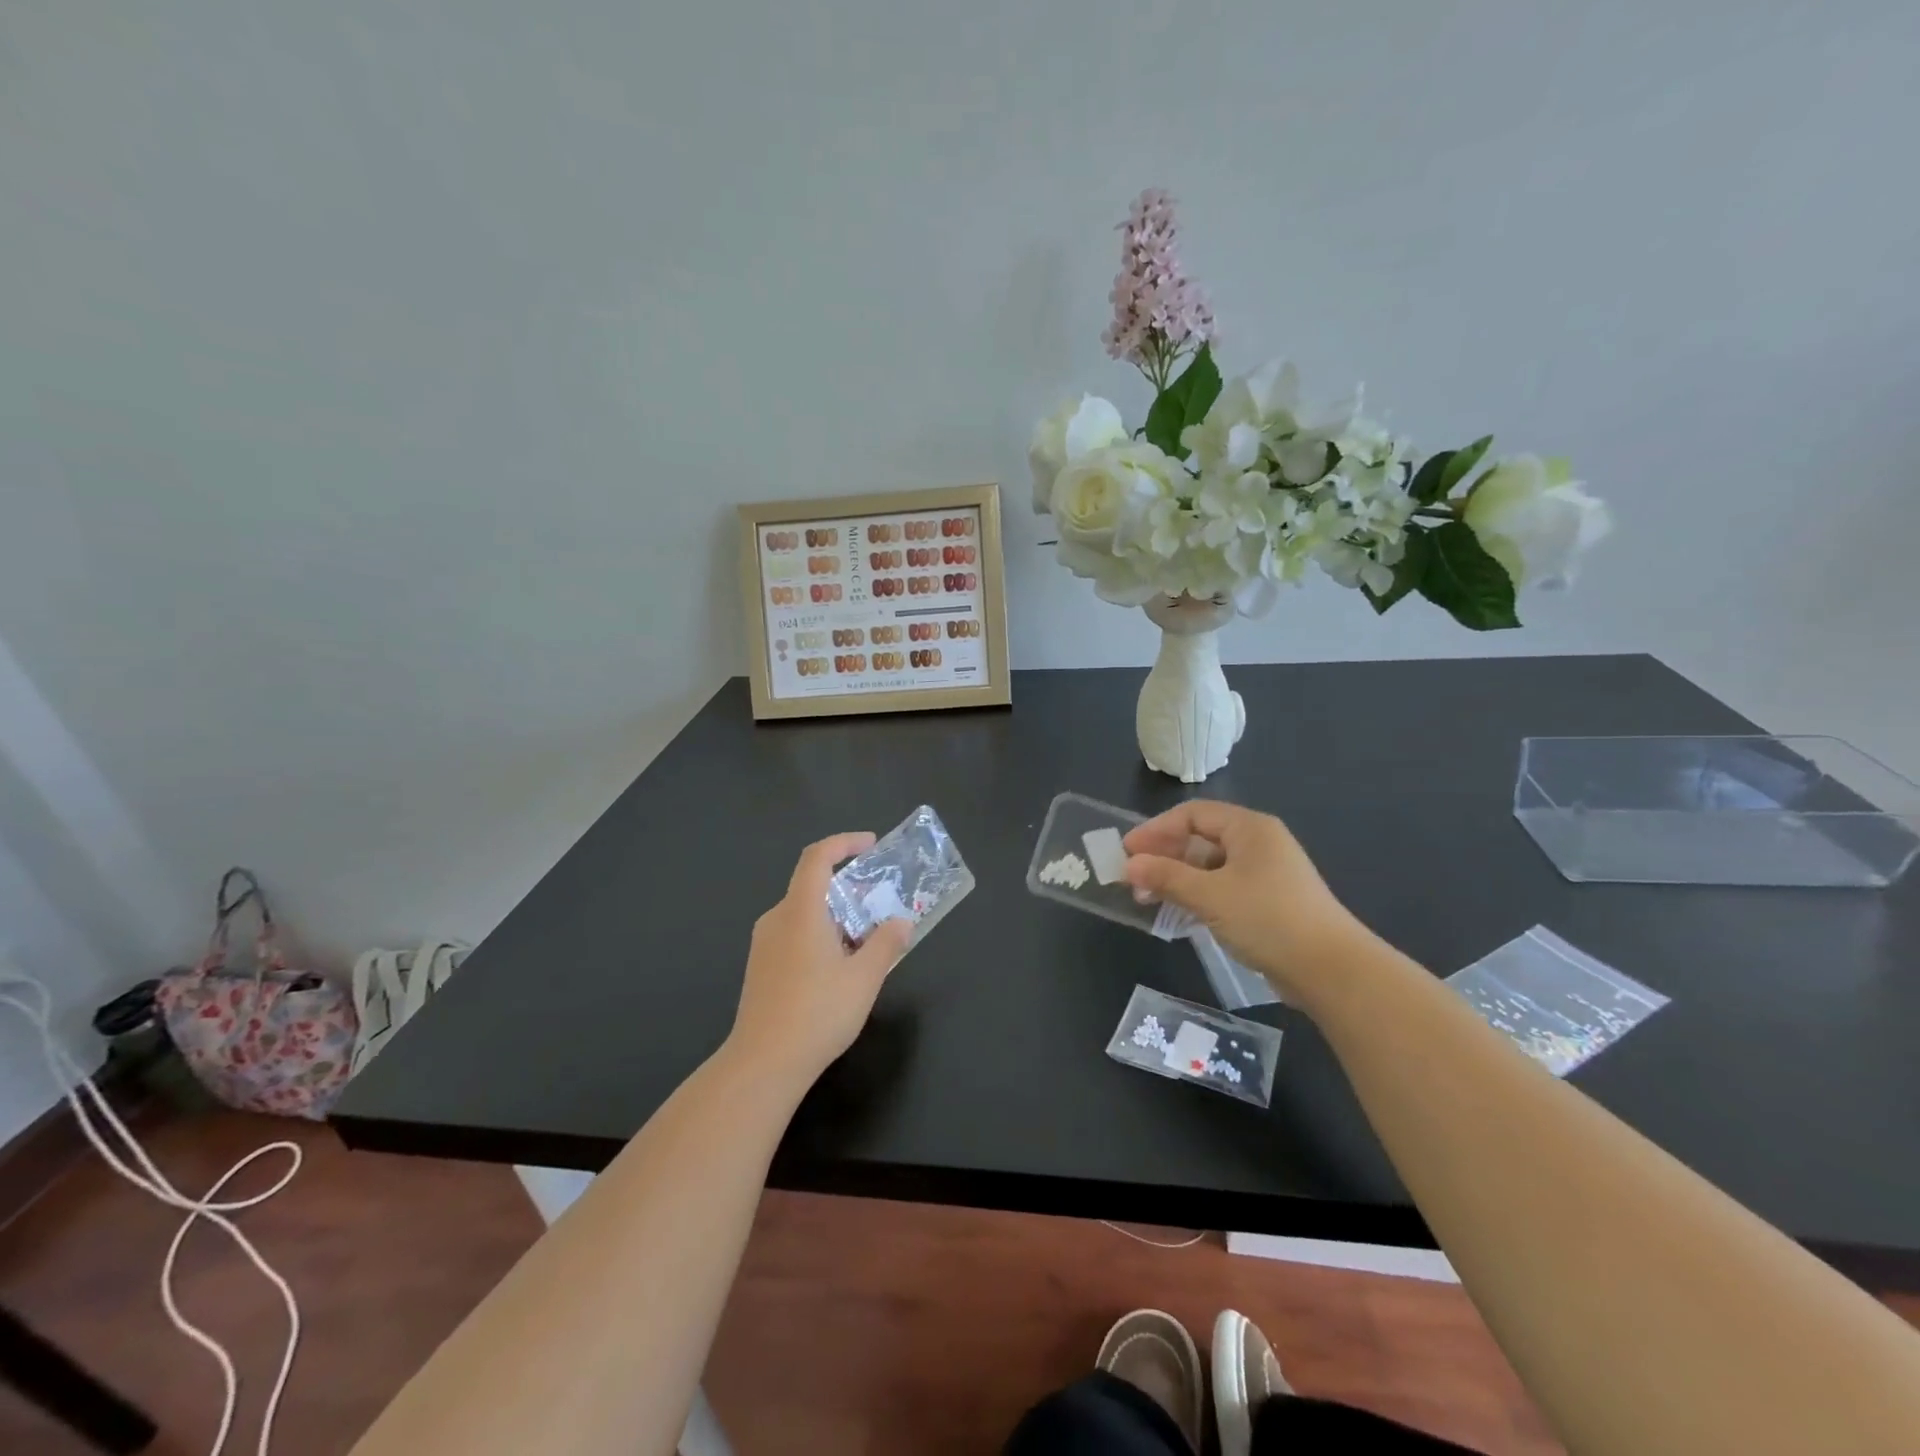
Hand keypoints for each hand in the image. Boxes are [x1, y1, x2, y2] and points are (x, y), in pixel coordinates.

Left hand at [725, 832, 913, 1095]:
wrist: (763, 1064)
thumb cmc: (817, 1013)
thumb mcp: (864, 978)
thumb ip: (886, 944)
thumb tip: (902, 922)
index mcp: (800, 910)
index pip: (817, 857)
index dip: (844, 842)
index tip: (871, 845)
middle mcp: (777, 919)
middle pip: (811, 885)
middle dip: (848, 888)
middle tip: (879, 903)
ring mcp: (764, 944)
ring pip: (803, 914)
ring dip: (836, 916)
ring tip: (866, 940)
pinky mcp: (760, 968)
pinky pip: (794, 935)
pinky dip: (820, 935)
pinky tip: (840, 967)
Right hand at [1122, 801, 1366, 1006]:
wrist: (1331, 970)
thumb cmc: (1267, 919)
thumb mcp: (1210, 895)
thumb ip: (1166, 876)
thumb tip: (1129, 865)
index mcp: (1249, 828)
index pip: (1192, 814)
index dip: (1156, 829)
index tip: (1127, 851)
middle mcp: (1259, 843)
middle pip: (1201, 838)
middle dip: (1164, 856)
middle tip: (1134, 878)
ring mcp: (1267, 873)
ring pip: (1211, 866)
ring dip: (1177, 878)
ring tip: (1149, 898)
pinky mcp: (1269, 901)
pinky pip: (1224, 887)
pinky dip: (1198, 895)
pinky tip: (1179, 913)